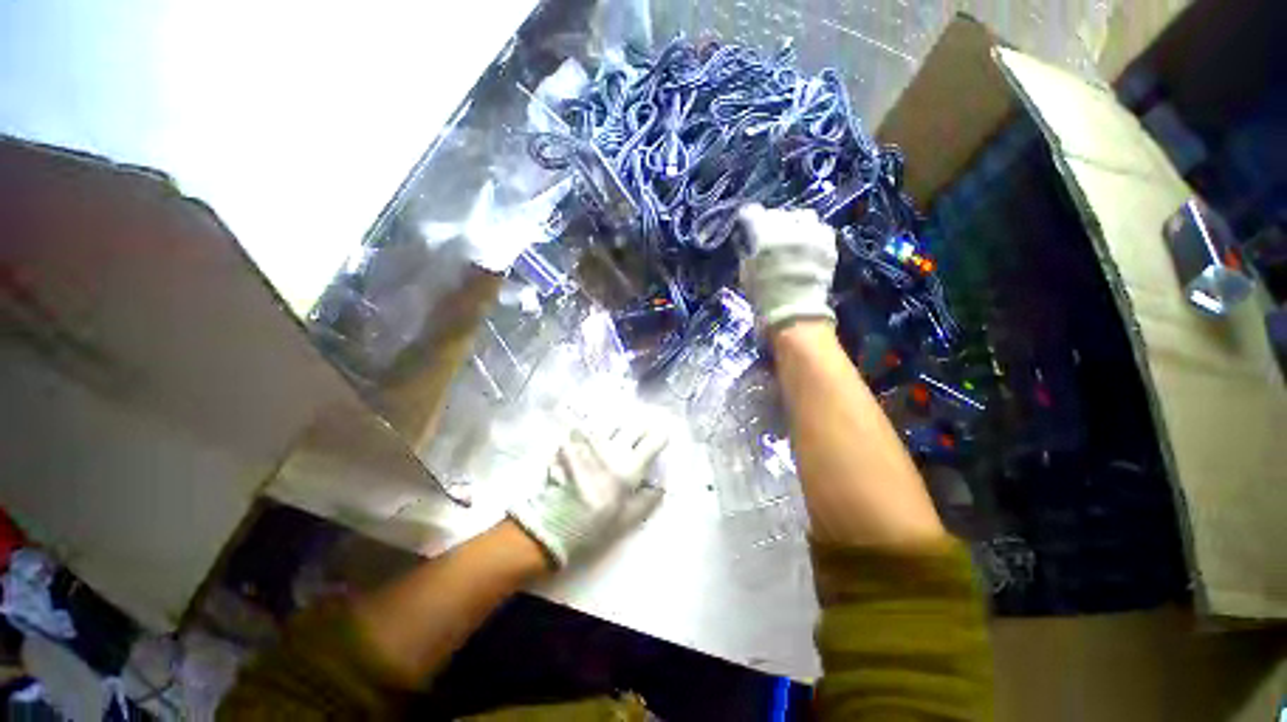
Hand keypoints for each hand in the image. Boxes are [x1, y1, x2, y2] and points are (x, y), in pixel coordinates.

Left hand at [508, 419, 668, 566]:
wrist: (552, 526)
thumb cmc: (594, 526)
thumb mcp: (628, 520)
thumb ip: (649, 499)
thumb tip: (661, 483)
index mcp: (629, 468)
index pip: (654, 440)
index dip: (661, 437)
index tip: (659, 440)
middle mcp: (612, 449)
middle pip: (634, 424)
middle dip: (641, 428)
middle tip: (639, 437)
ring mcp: (589, 442)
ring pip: (611, 421)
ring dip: (617, 427)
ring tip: (615, 436)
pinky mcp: (570, 442)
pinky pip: (587, 429)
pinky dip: (592, 432)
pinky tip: (590, 442)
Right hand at [737, 204, 838, 329]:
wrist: (794, 314)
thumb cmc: (763, 296)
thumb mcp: (746, 273)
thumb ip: (748, 251)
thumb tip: (748, 240)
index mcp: (764, 235)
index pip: (752, 212)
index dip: (748, 218)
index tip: (746, 224)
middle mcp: (789, 227)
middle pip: (778, 213)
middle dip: (771, 221)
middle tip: (769, 235)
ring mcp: (812, 234)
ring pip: (802, 216)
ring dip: (794, 224)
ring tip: (792, 237)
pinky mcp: (828, 243)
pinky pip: (820, 228)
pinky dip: (813, 233)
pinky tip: (808, 245)